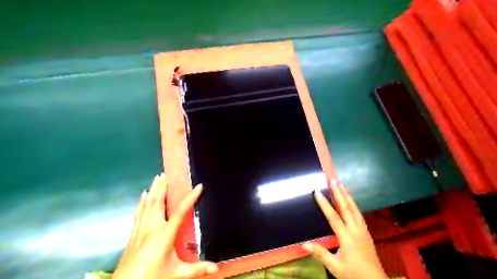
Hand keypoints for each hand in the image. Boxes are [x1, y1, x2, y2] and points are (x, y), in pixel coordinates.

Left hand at [115, 173, 218, 277]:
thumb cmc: (153, 278)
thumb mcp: (177, 274)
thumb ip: (196, 269)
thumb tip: (216, 269)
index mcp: (165, 234)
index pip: (180, 212)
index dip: (191, 198)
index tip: (198, 186)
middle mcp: (152, 227)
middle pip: (158, 202)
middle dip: (163, 187)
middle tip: (166, 174)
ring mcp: (141, 230)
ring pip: (148, 204)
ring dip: (153, 190)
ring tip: (157, 178)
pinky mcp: (133, 234)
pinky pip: (139, 212)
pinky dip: (142, 202)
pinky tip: (143, 195)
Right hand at [303, 181, 387, 278]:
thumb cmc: (354, 275)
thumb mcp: (335, 267)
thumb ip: (320, 253)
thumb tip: (303, 244)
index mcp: (347, 238)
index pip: (333, 217)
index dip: (324, 204)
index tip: (317, 192)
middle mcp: (356, 230)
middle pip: (346, 208)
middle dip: (339, 193)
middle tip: (333, 180)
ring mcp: (363, 231)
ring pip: (355, 209)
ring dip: (347, 196)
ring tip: (341, 185)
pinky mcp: (366, 233)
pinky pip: (359, 214)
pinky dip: (353, 204)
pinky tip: (351, 201)